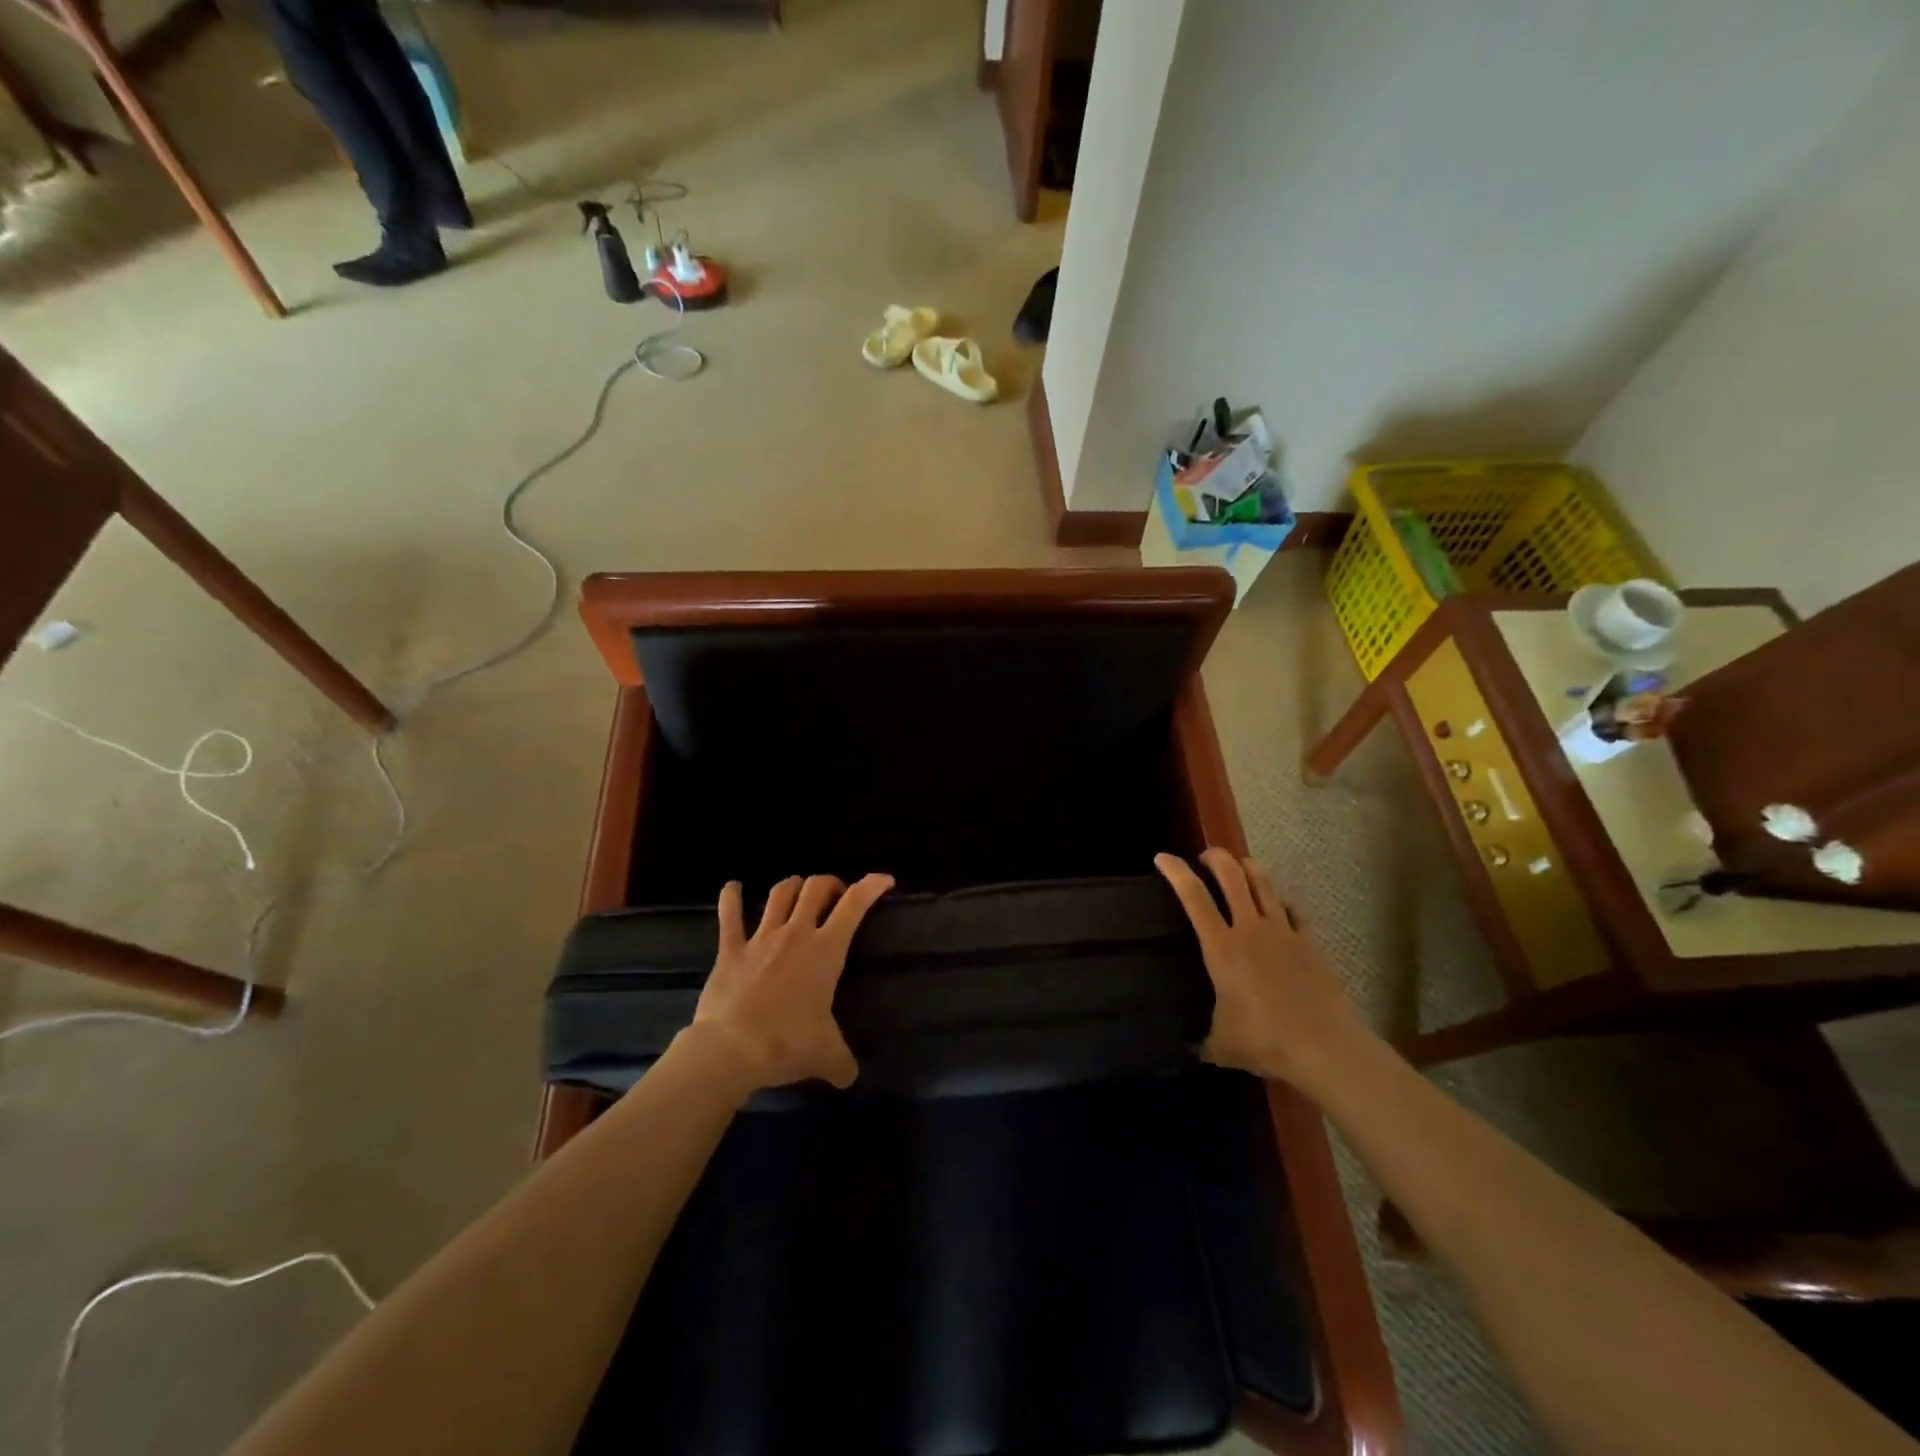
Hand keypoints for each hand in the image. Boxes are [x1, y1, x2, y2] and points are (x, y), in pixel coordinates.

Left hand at [688, 873, 893, 1091]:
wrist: (730, 1049)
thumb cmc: (786, 1044)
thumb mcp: (826, 1055)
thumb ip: (842, 1062)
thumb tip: (849, 1076)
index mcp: (825, 951)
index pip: (854, 905)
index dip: (871, 886)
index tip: (884, 880)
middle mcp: (796, 934)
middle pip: (816, 888)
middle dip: (829, 884)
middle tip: (835, 896)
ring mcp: (761, 938)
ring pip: (780, 894)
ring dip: (793, 886)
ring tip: (799, 890)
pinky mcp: (730, 949)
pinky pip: (729, 915)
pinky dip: (731, 896)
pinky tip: (733, 886)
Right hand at [1154, 849, 1367, 1086]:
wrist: (1325, 1047)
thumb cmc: (1266, 1040)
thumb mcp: (1223, 1045)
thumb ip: (1205, 1040)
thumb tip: (1193, 1049)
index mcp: (1222, 947)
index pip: (1194, 897)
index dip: (1176, 872)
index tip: (1162, 857)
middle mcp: (1250, 929)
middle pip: (1232, 876)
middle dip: (1216, 858)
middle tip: (1205, 857)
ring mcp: (1283, 932)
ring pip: (1264, 884)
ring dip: (1248, 869)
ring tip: (1240, 867)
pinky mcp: (1309, 943)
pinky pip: (1293, 910)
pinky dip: (1281, 901)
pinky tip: (1279, 905)